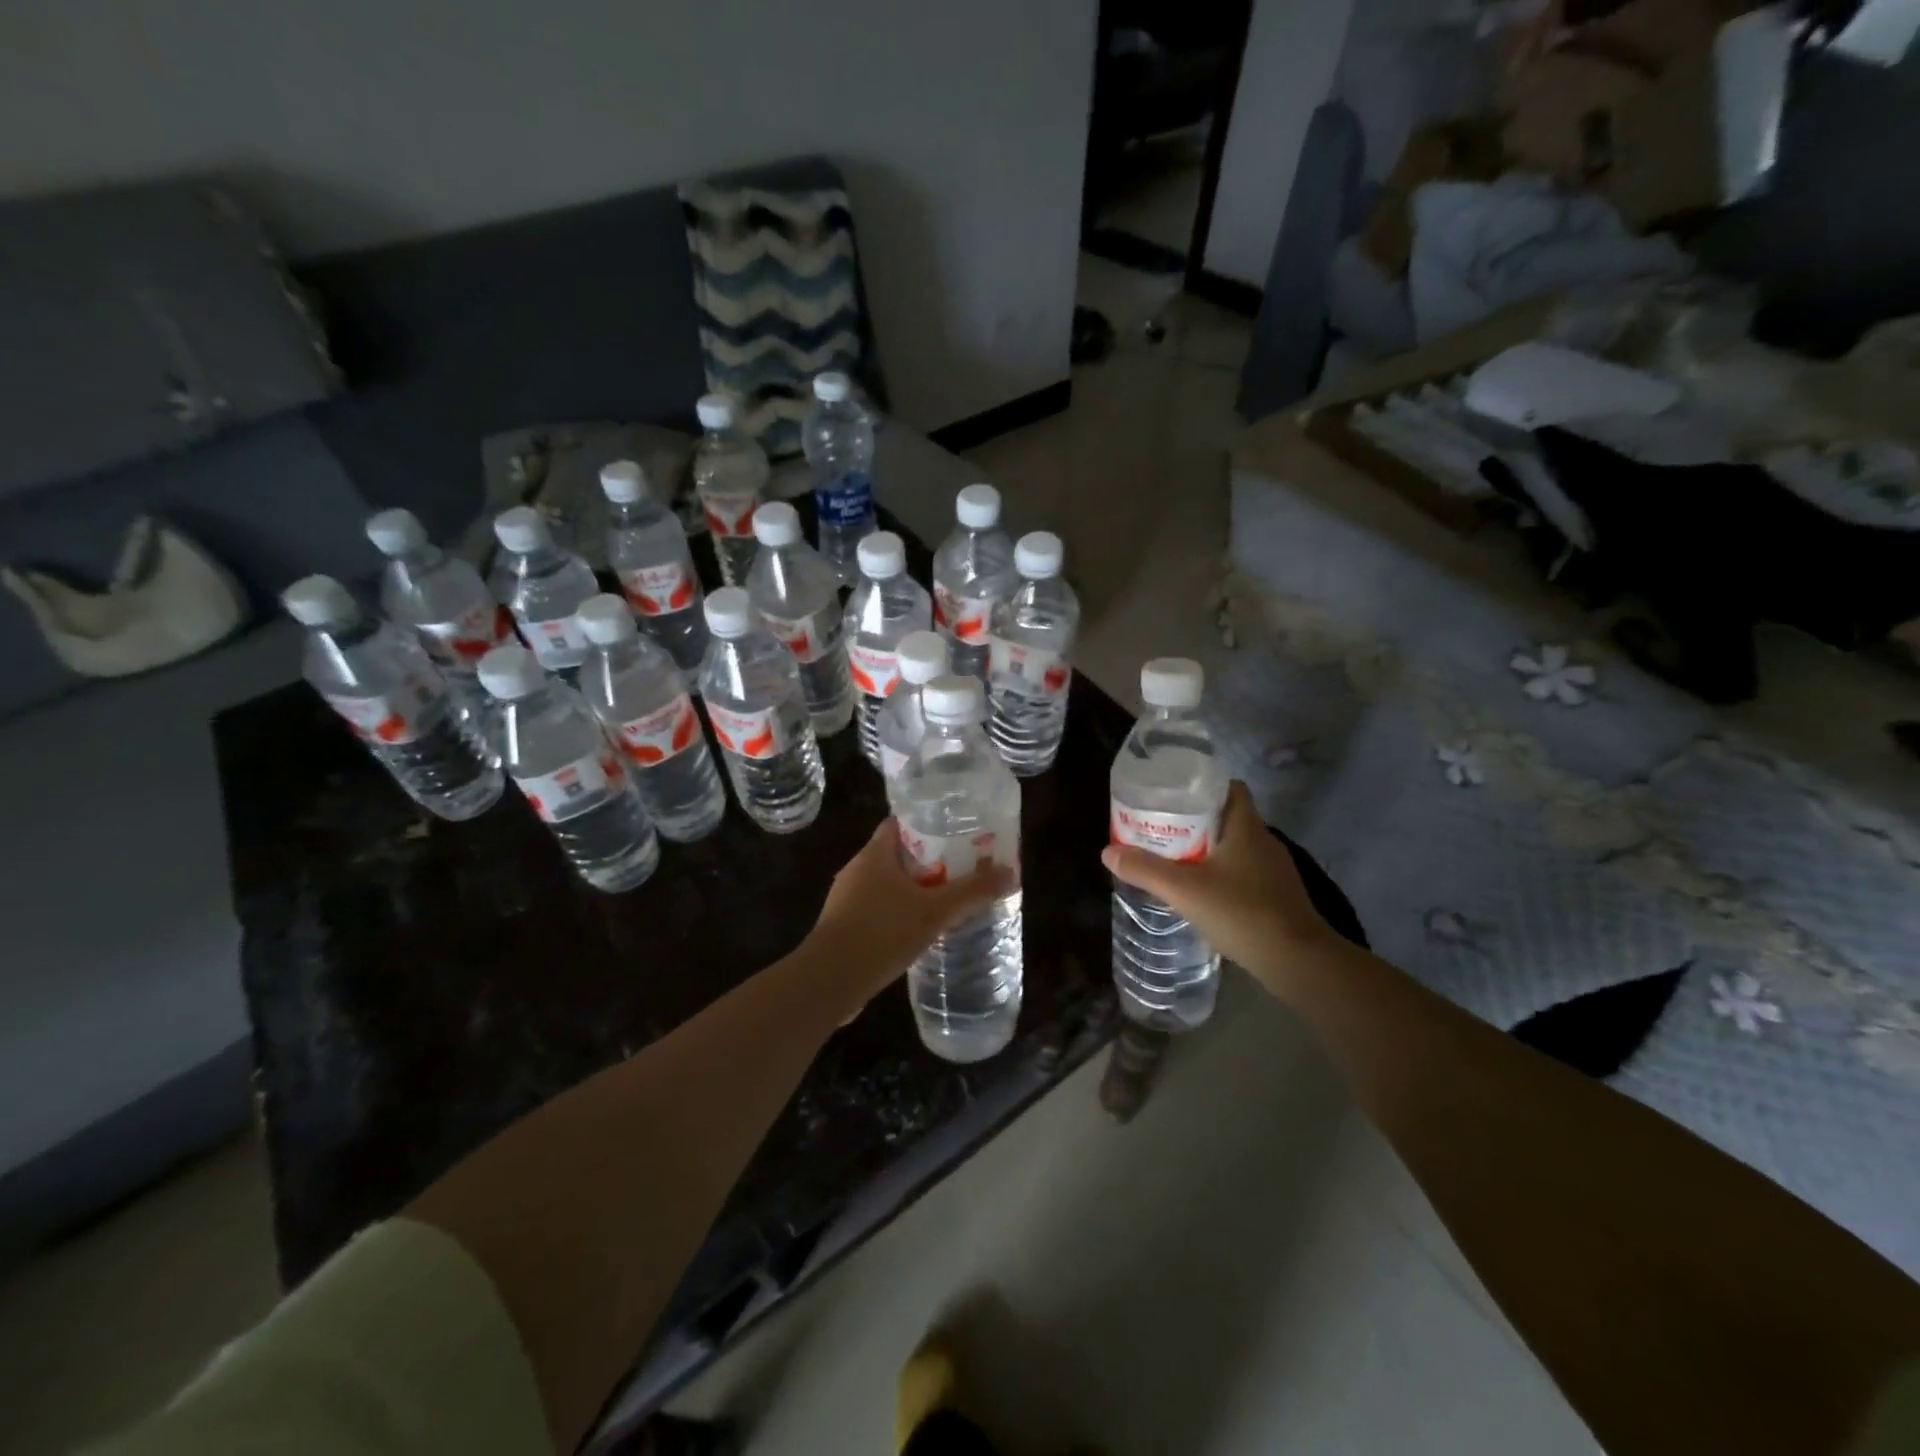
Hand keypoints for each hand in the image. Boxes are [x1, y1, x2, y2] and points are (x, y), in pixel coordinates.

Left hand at [806, 818, 1014, 1006]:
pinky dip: (898, 915)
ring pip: (886, 885)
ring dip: (913, 891)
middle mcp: (856, 870)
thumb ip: (972, 892)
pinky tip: (918, 932)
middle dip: (927, 861)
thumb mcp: (935, 911)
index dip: (927, 824)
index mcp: (874, 854)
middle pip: (896, 855)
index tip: (955, 833)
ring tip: (945, 901)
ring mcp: (846, 900)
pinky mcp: (843, 927)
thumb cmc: (882, 932)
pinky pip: (877, 911)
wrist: (829, 981)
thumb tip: (1009, 872)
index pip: (900, 824)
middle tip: (960, 869)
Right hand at [1102, 781, 1331, 994]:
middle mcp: (1264, 841)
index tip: (1174, 794)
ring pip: (1237, 847)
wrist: (1298, 962)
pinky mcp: (1278, 896)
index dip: (1203, 785)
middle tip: (1163, 827)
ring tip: (1177, 857)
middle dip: (1197, 819)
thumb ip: (1145, 870)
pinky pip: (1246, 872)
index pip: (1230, 788)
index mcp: (1246, 827)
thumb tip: (1108, 852)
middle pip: (1229, 817)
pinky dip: (1224, 874)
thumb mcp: (1184, 890)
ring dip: (1209, 848)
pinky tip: (1204, 891)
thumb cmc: (1242, 912)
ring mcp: (1275, 870)